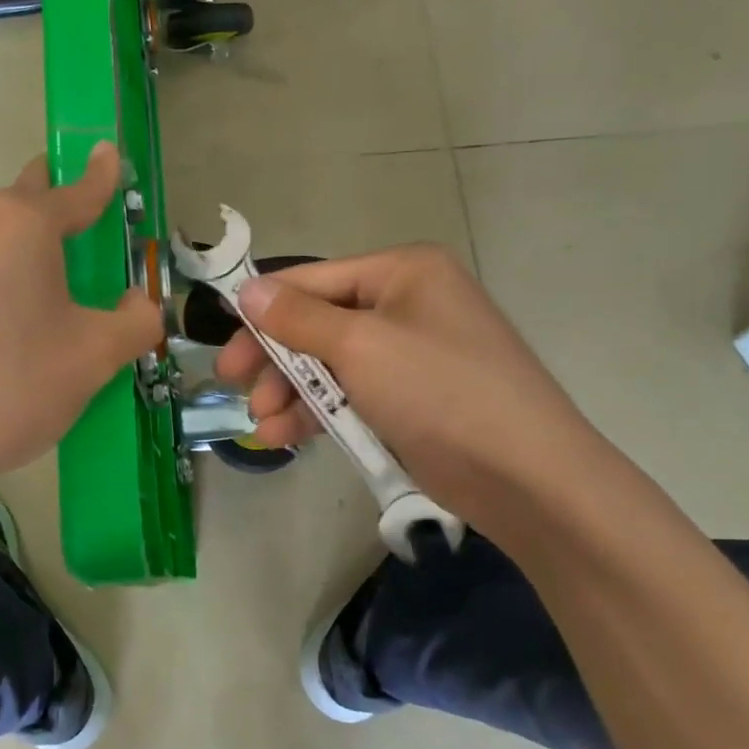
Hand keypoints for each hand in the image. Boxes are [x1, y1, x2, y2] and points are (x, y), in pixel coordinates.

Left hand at [0, 143, 162, 501]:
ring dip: (18, 254)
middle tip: (84, 246)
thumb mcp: (93, 357)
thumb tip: (140, 302)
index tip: (111, 155)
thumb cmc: (9, 388)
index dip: (102, 177)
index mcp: (20, 223)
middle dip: (57, 213)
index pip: (76, 192)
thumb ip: (135, 320)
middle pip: (26, 203)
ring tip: (39, 307)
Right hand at [214, 245, 596, 514]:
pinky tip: (284, 437)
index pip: (314, 279)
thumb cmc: (439, 391)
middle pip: (319, 323)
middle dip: (276, 358)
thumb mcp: (361, 347)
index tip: (222, 339)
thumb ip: (298, 318)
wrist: (525, 476)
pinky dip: (318, 413)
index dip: (264, 308)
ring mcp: (410, 354)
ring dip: (292, 392)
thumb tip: (247, 289)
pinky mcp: (410, 399)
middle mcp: (407, 304)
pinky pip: (351, 395)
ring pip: (331, 364)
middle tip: (231, 384)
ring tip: (262, 425)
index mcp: (404, 272)